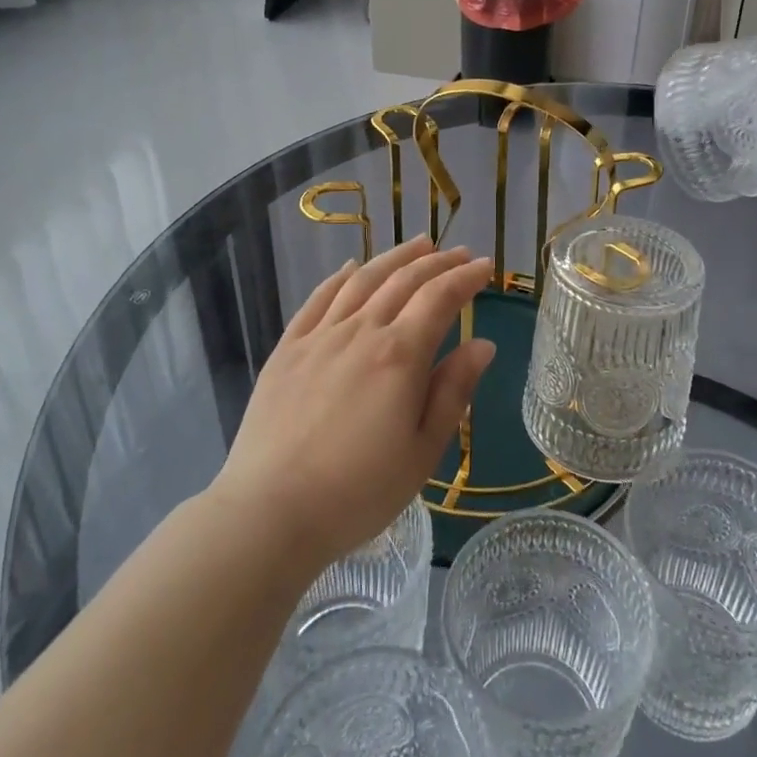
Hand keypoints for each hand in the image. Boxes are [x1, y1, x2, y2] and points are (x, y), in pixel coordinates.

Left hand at [210, 236, 495, 569]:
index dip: (466, 278)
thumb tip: (483, 344)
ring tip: (418, 245)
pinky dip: (340, 277)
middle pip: (404, 281)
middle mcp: (362, 331)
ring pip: (363, 280)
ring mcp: (320, 336)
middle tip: (459, 253)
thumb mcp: (423, 451)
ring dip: (394, 258)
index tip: (485, 267)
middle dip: (437, 262)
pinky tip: (351, 268)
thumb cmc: (359, 491)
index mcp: (400, 355)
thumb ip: (453, 391)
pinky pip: (319, 299)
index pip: (440, 298)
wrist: (271, 511)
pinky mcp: (288, 349)